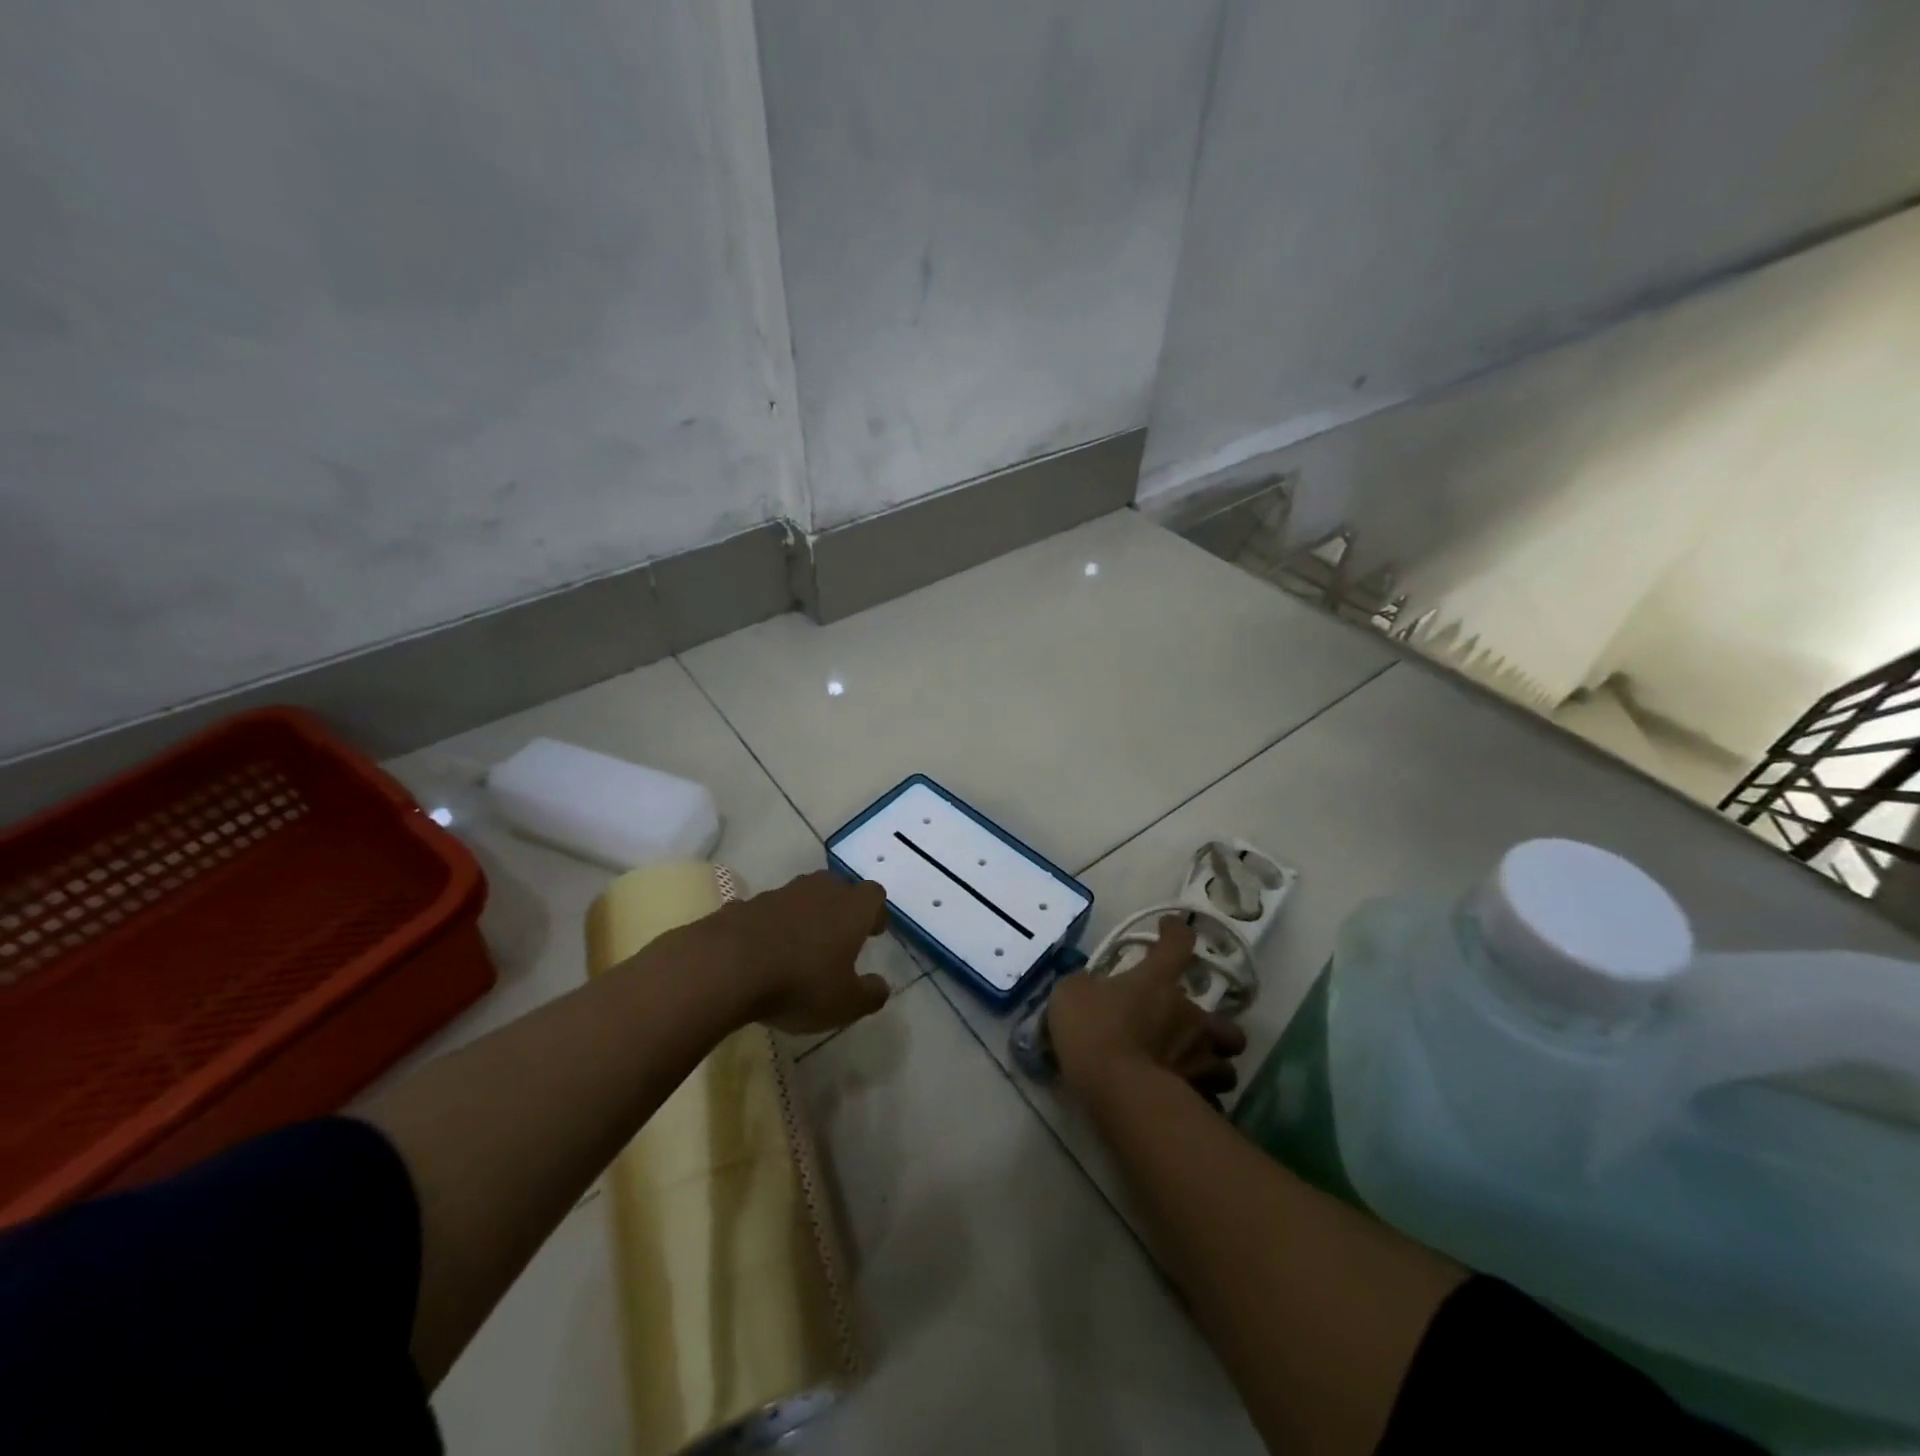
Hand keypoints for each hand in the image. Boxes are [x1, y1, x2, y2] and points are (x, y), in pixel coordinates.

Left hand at [688, 871, 891, 1033]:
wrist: (726, 966)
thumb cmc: (800, 984)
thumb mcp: (845, 1003)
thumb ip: (870, 994)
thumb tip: (881, 986)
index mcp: (851, 909)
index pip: (874, 895)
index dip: (876, 913)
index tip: (874, 932)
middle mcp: (820, 891)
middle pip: (838, 887)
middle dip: (841, 908)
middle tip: (840, 936)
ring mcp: (780, 894)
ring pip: (802, 896)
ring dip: (805, 915)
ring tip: (800, 947)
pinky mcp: (745, 904)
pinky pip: (768, 912)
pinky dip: (771, 927)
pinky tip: (763, 954)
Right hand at [1048, 917, 1246, 1101]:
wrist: (1118, 1090)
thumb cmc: (1095, 1029)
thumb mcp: (1071, 994)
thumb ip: (1085, 986)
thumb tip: (1090, 987)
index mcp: (1159, 980)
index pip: (1178, 943)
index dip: (1176, 932)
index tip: (1168, 928)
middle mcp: (1190, 1016)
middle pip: (1222, 1017)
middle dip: (1211, 1026)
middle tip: (1186, 1031)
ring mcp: (1200, 1058)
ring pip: (1226, 1064)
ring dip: (1212, 1064)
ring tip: (1191, 1070)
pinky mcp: (1200, 1096)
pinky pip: (1210, 1098)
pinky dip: (1201, 1098)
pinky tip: (1182, 1100)